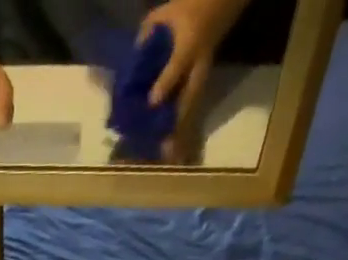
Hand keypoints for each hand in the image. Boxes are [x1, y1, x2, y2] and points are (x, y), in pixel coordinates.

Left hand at [140, 0, 234, 161]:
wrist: (217, 4)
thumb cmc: (187, 8)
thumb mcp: (165, 14)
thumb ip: (147, 34)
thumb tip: (130, 60)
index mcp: (190, 44)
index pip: (177, 67)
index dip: (164, 85)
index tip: (151, 103)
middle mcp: (198, 66)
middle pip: (189, 98)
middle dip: (176, 122)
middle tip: (164, 147)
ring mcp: (202, 78)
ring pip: (191, 110)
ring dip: (181, 133)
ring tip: (169, 156)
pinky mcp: (201, 87)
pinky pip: (191, 111)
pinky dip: (183, 130)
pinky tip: (175, 149)